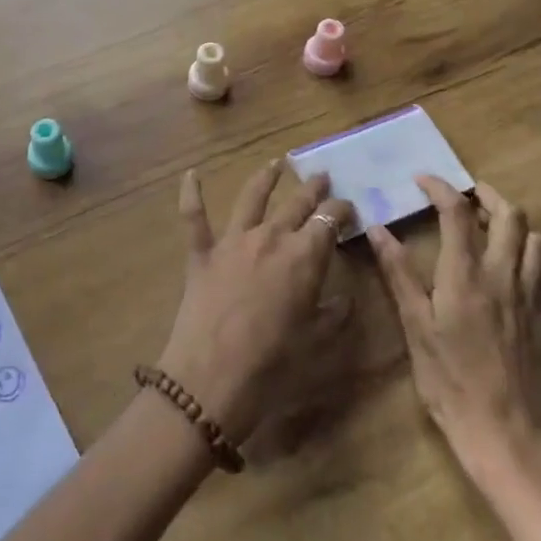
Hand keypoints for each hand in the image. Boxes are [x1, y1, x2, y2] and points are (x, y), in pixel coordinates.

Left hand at [155, 162, 354, 442]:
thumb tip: (346, 299)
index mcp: (304, 256)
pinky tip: (190, 174)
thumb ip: (336, 316)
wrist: (212, 378)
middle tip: (321, 177)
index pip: (330, 220)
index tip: (349, 207)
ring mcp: (233, 241)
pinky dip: (191, 193)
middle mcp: (270, 237)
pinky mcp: (202, 253)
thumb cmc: (274, 366)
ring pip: (251, 198)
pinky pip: (194, 216)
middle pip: (296, 203)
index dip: (342, 210)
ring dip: (265, 178)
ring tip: (276, 163)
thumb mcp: (318, 344)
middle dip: (312, 189)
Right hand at [367, 176, 540, 487]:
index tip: (423, 180)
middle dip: (487, 196)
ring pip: (537, 240)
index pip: (456, 213)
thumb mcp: (415, 327)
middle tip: (466, 196)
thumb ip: (399, 273)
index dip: (440, 188)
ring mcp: (533, 297)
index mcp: (466, 275)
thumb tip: (377, 229)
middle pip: (510, 216)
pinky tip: (524, 266)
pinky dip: (540, 258)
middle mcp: (505, 276)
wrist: (505, 435)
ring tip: (494, 228)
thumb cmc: (450, 382)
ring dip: (516, 224)